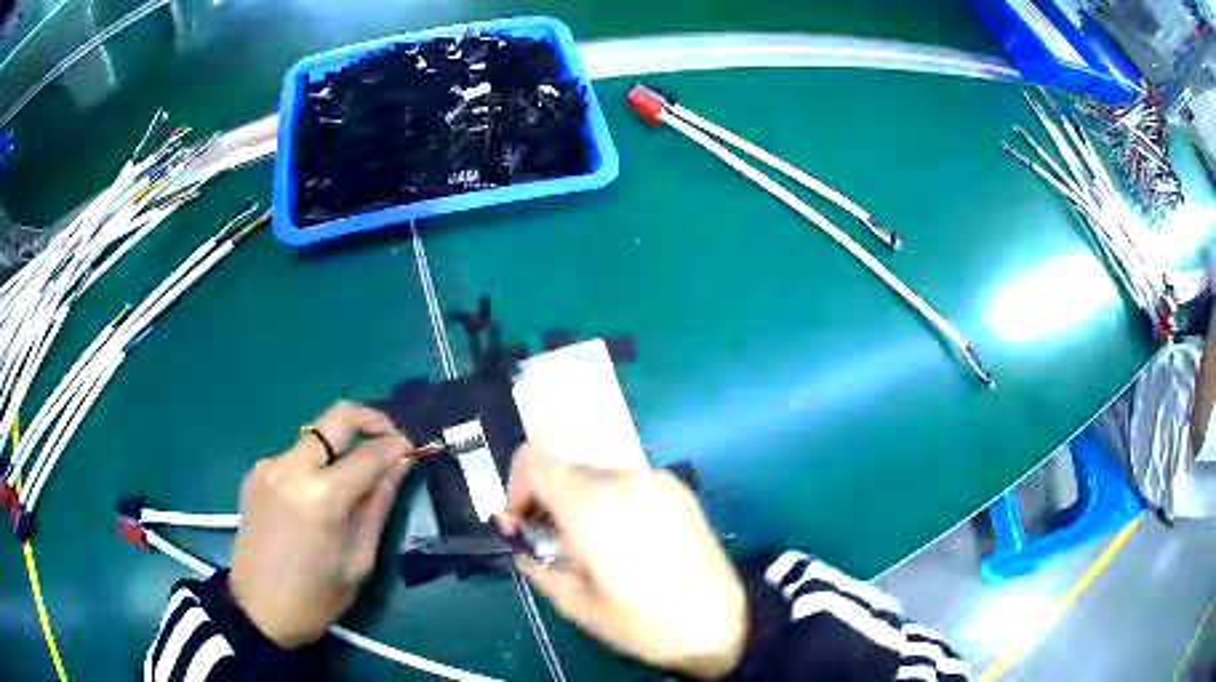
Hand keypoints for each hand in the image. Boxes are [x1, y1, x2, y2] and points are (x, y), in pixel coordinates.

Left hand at [229, 401, 413, 647]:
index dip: (397, 447)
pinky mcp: (256, 473)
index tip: (412, 449)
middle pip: (337, 417)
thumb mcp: (358, 560)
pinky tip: (319, 495)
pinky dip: (316, 464)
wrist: (256, 610)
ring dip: (341, 447)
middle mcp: (291, 467)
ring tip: (354, 479)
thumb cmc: (315, 598)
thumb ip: (377, 506)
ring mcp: (269, 466)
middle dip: (371, 420)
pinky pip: (295, 455)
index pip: (369, 453)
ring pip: (316, 437)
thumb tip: (399, 465)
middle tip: (390, 439)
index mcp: (322, 497)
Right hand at [497, 444, 745, 678]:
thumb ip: (535, 561)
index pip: (533, 458)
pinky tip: (627, 542)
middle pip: (565, 469)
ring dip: (581, 503)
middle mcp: (624, 479)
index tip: (523, 524)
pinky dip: (612, 503)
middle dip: (549, 501)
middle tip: (555, 545)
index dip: (516, 486)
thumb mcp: (576, 603)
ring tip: (595, 549)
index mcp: (592, 505)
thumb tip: (516, 537)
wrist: (722, 623)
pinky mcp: (679, 489)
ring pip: (596, 477)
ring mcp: (656, 479)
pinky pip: (629, 484)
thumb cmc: (643, 623)